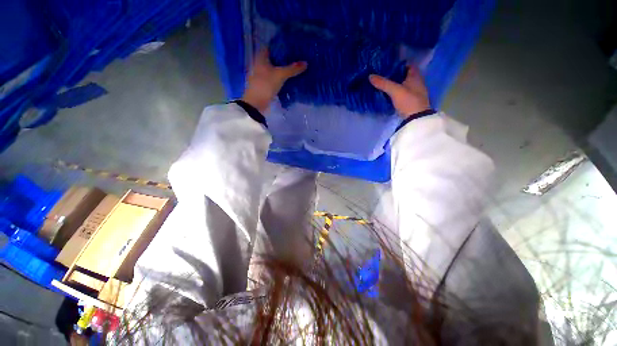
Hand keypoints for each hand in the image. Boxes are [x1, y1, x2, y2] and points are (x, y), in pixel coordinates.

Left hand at [241, 49, 307, 112]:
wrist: (256, 103)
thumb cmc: (266, 85)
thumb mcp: (280, 75)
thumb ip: (292, 69)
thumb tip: (305, 63)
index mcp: (261, 58)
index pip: (272, 47)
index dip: (281, 46)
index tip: (292, 47)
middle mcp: (261, 64)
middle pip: (275, 59)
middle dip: (285, 59)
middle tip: (298, 58)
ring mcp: (263, 75)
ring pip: (276, 69)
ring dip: (284, 69)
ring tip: (297, 68)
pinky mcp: (266, 85)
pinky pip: (276, 78)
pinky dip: (282, 78)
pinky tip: (291, 79)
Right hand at [369, 66, 430, 117]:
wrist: (416, 119)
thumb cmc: (408, 101)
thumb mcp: (395, 91)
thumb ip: (383, 83)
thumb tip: (370, 76)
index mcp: (415, 77)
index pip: (408, 66)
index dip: (399, 64)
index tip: (388, 65)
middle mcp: (416, 83)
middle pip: (405, 76)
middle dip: (395, 75)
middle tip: (382, 74)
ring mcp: (414, 93)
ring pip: (403, 85)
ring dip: (395, 84)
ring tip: (383, 83)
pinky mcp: (410, 102)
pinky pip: (402, 93)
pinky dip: (395, 92)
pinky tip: (388, 94)